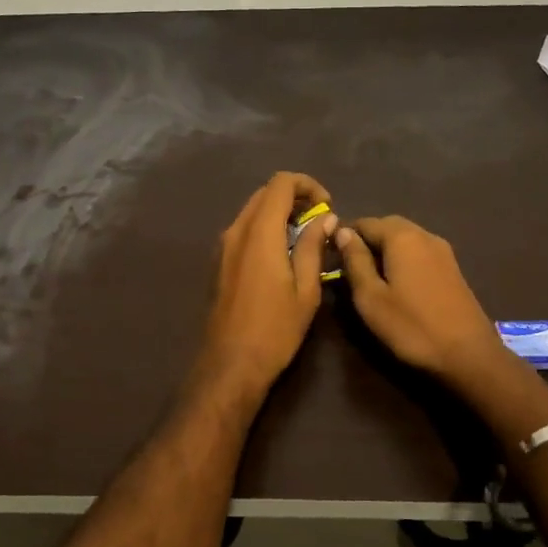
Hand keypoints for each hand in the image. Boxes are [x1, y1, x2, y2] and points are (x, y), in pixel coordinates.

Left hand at [197, 172, 335, 398]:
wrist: (230, 363)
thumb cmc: (274, 329)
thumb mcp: (305, 289)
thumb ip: (313, 247)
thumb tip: (325, 218)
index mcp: (259, 233)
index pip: (280, 183)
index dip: (307, 185)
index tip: (327, 206)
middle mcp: (237, 231)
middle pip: (264, 193)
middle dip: (294, 197)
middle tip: (319, 219)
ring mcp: (224, 246)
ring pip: (252, 210)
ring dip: (279, 212)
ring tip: (305, 236)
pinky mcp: (220, 261)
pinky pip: (244, 229)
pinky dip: (265, 227)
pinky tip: (283, 252)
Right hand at [333, 216, 515, 393]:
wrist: (468, 355)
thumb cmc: (411, 327)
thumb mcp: (371, 297)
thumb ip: (355, 260)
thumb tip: (342, 232)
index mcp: (401, 237)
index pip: (364, 222)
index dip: (344, 236)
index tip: (330, 257)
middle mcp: (424, 234)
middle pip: (387, 226)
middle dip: (366, 241)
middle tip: (349, 267)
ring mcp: (442, 250)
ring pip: (405, 238)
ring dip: (385, 250)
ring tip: (370, 277)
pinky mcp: (452, 267)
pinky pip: (419, 251)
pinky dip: (403, 259)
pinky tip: (397, 283)